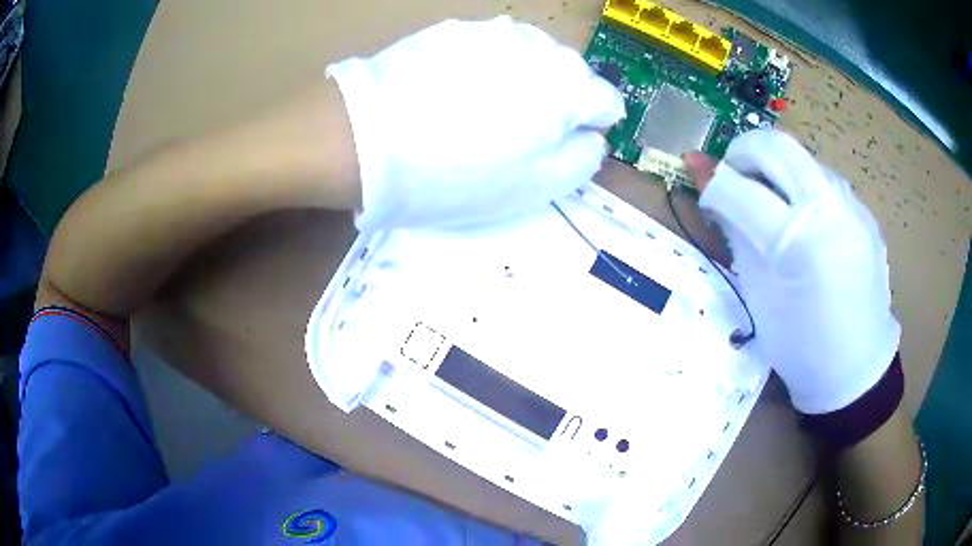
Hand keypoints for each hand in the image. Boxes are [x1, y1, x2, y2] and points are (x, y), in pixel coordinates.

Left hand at [326, 16, 624, 230]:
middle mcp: (539, 46)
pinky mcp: (453, 30)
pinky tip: (452, 91)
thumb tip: (591, 136)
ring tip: (481, 110)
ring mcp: (492, 32)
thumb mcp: (537, 187)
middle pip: (570, 75)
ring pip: (530, 58)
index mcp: (569, 86)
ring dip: (522, 81)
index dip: (589, 128)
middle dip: (557, 102)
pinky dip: (485, 69)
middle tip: (516, 134)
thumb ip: (583, 159)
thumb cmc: (458, 173)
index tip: (560, 147)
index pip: (608, 102)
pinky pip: (488, 50)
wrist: (366, 139)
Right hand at [685, 130, 899, 413]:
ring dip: (775, 169)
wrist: (856, 369)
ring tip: (769, 203)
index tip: (703, 190)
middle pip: (775, 145)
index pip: (740, 189)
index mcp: (798, 241)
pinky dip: (802, 188)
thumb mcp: (759, 295)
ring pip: (803, 158)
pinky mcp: (864, 213)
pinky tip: (803, 221)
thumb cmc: (800, 346)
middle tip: (732, 176)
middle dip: (743, 152)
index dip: (712, 184)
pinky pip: (825, 182)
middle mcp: (829, 209)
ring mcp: (852, 206)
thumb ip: (735, 231)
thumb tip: (705, 180)